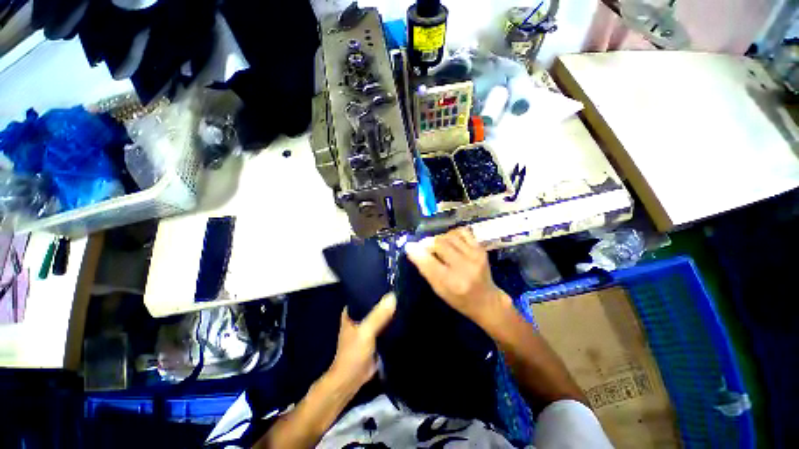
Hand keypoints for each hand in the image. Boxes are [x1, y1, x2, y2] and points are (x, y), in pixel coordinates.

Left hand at [328, 293, 396, 389]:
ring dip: (390, 308)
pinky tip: (404, 313)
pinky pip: (385, 323)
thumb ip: (378, 316)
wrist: (352, 380)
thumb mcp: (365, 332)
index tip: (391, 278)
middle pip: (374, 302)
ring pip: (381, 312)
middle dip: (386, 297)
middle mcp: (359, 315)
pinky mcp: (375, 335)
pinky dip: (392, 319)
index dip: (376, 286)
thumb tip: (393, 296)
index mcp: (352, 310)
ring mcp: (368, 325)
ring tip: (405, 296)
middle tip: (401, 287)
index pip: (364, 292)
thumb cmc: (353, 354)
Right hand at [405, 227, 509, 327]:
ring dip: (439, 238)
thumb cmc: (460, 299)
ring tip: (437, 245)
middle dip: (428, 242)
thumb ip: (426, 270)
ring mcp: (475, 256)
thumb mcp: (439, 290)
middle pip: (439, 243)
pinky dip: (452, 233)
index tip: (409, 246)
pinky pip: (463, 232)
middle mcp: (464, 267)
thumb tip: (413, 250)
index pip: (429, 262)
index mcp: (452, 283)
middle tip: (424, 246)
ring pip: (449, 235)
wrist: (487, 301)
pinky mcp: (481, 249)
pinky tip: (450, 240)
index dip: (417, 251)